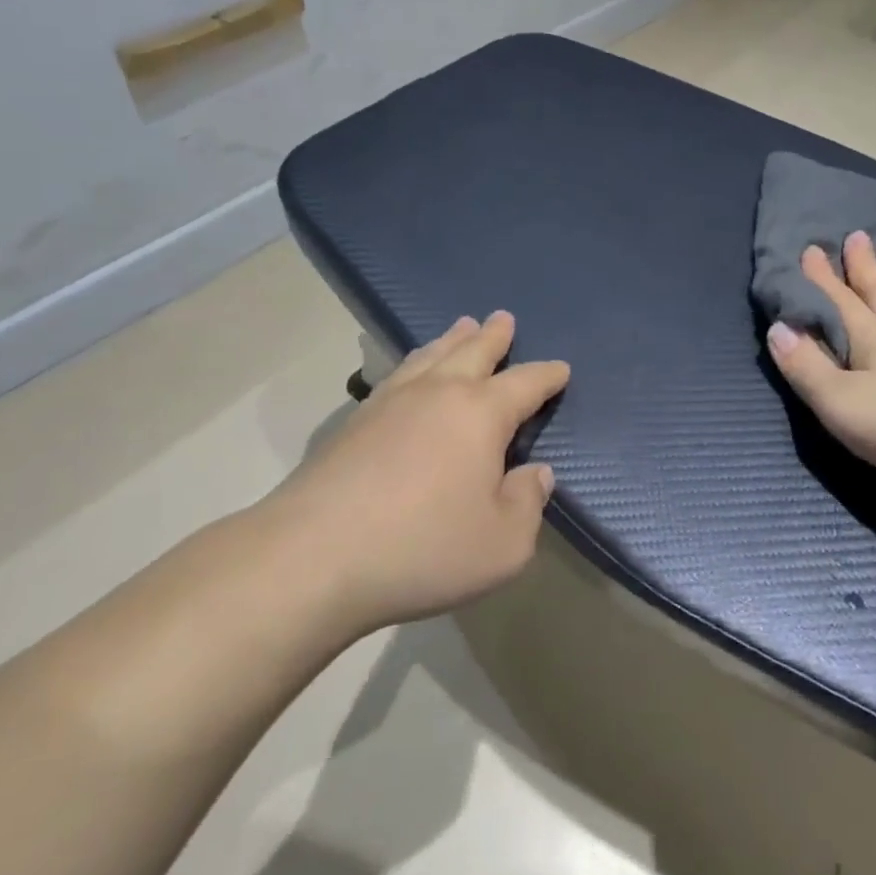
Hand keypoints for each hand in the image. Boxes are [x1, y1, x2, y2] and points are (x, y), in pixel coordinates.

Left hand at [261, 312, 569, 634]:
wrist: (313, 556)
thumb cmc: (423, 548)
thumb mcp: (503, 544)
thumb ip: (527, 504)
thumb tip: (535, 474)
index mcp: (481, 414)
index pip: (525, 384)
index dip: (547, 376)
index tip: (561, 369)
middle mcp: (438, 393)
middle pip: (473, 351)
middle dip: (494, 336)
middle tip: (503, 318)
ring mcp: (391, 402)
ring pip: (431, 355)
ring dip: (452, 340)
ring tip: (462, 326)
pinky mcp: (354, 421)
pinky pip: (397, 374)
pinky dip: (415, 361)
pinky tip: (411, 372)